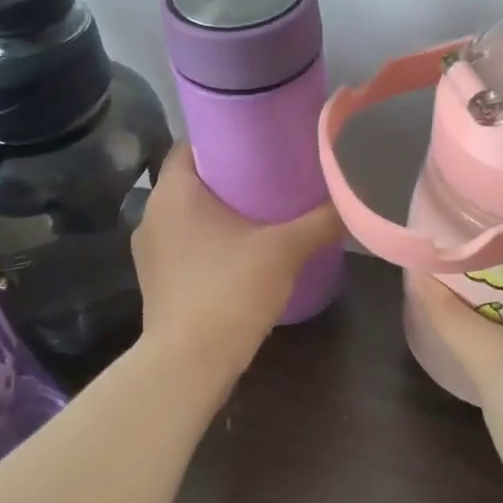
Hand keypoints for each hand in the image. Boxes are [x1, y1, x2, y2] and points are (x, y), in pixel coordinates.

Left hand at [131, 144, 344, 373]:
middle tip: (270, 175)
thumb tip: (352, 201)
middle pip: (191, 180)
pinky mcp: (156, 281)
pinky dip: (209, 240)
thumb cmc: (230, 290)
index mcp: (174, 193)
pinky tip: (240, 252)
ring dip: (218, 211)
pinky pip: (184, 244)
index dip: (223, 139)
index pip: (191, 145)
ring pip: (187, 215)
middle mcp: (152, 215)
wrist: (190, 364)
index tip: (258, 142)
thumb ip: (321, 221)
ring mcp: (150, 251)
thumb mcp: (285, 250)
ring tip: (260, 212)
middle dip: (228, 176)